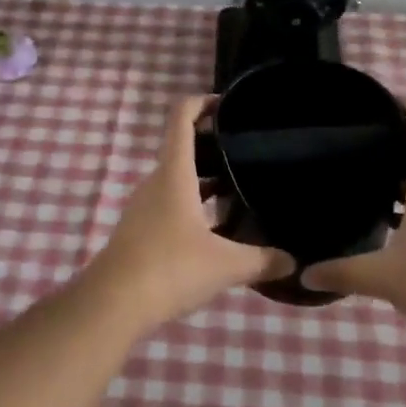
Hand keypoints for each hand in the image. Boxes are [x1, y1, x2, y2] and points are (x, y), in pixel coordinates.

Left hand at [80, 96, 294, 330]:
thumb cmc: (170, 268)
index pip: (181, 117)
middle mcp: (156, 181)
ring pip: (176, 179)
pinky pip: (169, 204)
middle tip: (246, 153)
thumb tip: (293, 262)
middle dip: (212, 145)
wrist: (112, 304)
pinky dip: (192, 204)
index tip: (227, 105)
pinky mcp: (139, 231)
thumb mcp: (225, 265)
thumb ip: (262, 260)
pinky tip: (215, 229)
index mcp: (174, 173)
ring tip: (238, 190)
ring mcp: (144, 206)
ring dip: (203, 178)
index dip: (202, 102)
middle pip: (181, 148)